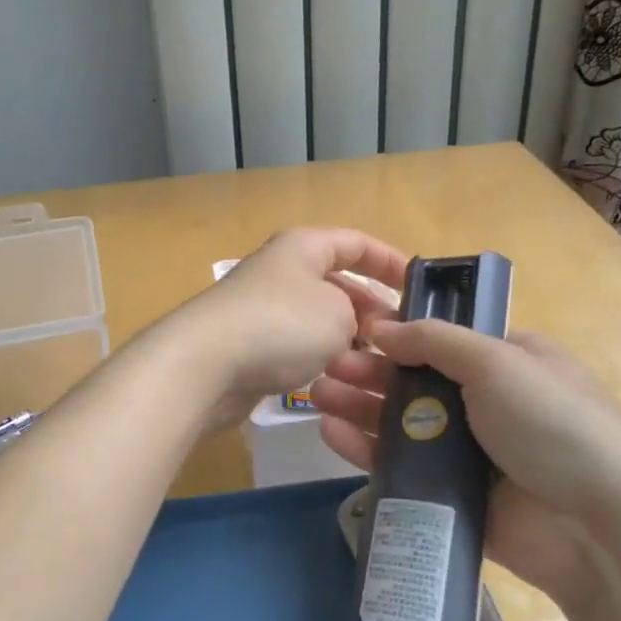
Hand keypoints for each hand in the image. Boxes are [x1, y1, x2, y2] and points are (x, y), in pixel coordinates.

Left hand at [162, 228, 407, 429]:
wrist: (204, 364)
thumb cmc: (280, 326)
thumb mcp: (339, 313)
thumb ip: (357, 314)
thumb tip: (348, 326)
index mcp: (302, 247)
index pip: (355, 242)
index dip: (388, 261)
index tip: (415, 287)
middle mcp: (280, 270)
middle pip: (334, 281)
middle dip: (368, 306)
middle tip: (396, 337)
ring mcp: (259, 307)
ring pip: (314, 317)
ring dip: (343, 337)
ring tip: (370, 363)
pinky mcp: (246, 343)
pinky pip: (292, 344)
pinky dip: (314, 357)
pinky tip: (330, 378)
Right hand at [311, 320, 620, 611]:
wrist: (597, 527)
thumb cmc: (553, 425)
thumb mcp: (499, 363)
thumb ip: (435, 341)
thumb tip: (381, 328)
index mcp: (508, 363)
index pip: (443, 341)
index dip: (399, 335)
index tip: (356, 332)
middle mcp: (485, 403)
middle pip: (414, 381)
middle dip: (368, 371)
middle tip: (325, 366)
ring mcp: (466, 451)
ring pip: (400, 423)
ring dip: (358, 405)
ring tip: (316, 394)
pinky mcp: (449, 493)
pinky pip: (399, 465)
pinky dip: (364, 447)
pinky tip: (331, 432)